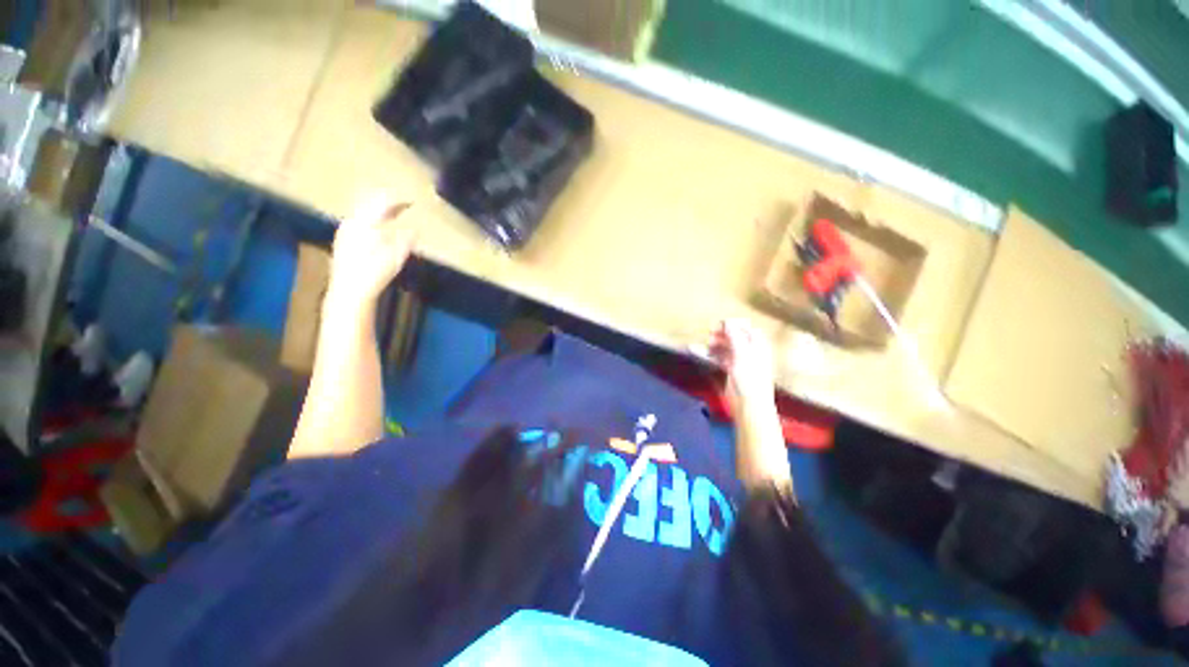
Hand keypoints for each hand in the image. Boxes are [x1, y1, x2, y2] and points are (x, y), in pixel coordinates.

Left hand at [327, 195, 416, 306]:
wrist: (350, 290)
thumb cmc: (375, 272)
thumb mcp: (397, 256)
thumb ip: (407, 239)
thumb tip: (416, 229)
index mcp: (366, 222)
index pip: (383, 202)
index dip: (399, 200)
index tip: (412, 201)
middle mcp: (352, 222)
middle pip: (370, 204)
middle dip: (388, 202)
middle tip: (404, 204)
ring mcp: (345, 231)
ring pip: (364, 212)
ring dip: (379, 211)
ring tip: (394, 214)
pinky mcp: (343, 240)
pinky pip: (359, 221)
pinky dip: (372, 220)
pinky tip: (380, 228)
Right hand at [705, 319, 775, 409]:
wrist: (749, 404)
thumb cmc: (749, 378)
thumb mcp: (742, 354)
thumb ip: (734, 336)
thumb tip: (727, 321)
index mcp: (758, 346)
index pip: (748, 329)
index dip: (735, 325)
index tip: (720, 323)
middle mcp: (751, 352)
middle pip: (736, 337)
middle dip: (723, 334)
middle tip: (710, 333)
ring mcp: (741, 362)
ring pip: (728, 347)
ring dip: (717, 344)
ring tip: (708, 344)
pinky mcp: (732, 371)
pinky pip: (722, 358)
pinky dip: (714, 354)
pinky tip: (706, 353)